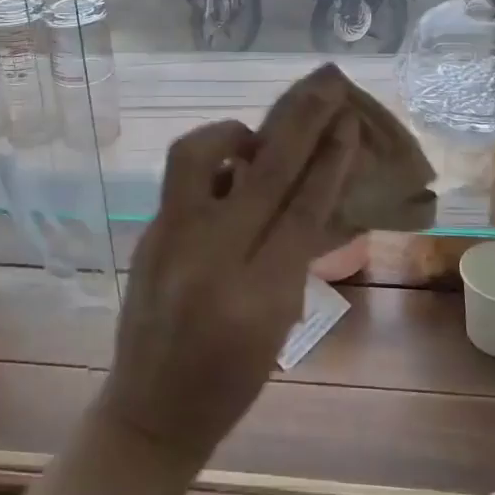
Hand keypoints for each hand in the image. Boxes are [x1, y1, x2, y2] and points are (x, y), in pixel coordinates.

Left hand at [96, 65, 361, 470]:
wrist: (150, 411)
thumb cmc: (230, 381)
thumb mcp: (278, 325)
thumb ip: (293, 256)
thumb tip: (307, 190)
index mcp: (258, 296)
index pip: (303, 211)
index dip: (329, 161)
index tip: (347, 122)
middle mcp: (210, 259)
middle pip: (263, 172)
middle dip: (301, 121)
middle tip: (324, 84)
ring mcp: (169, 241)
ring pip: (198, 155)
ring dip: (234, 133)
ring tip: (254, 141)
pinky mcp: (146, 234)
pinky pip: (181, 179)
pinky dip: (211, 164)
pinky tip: (227, 174)